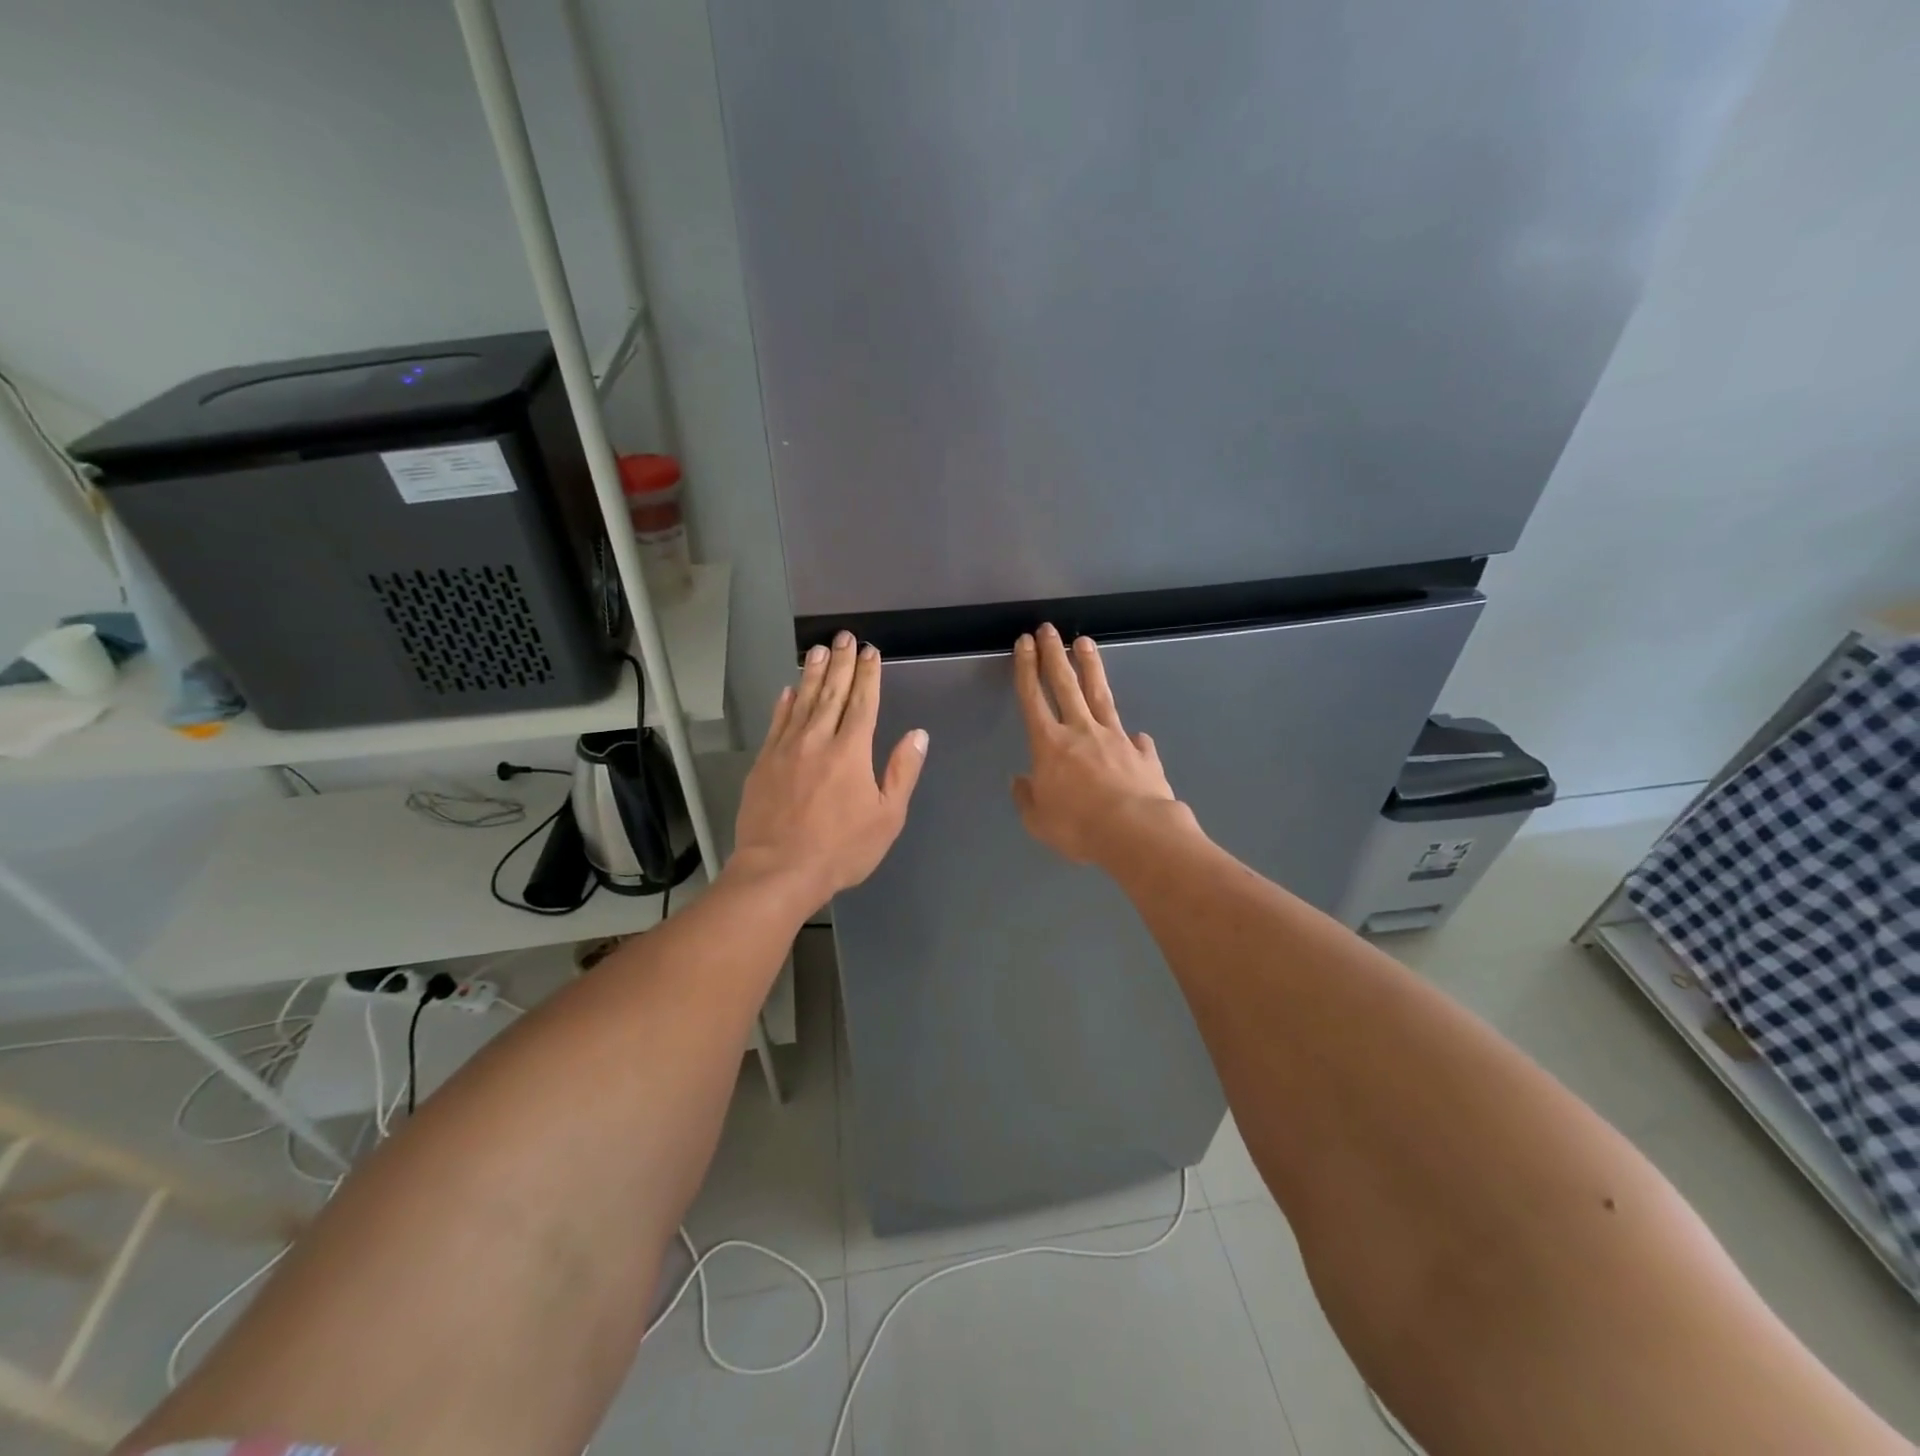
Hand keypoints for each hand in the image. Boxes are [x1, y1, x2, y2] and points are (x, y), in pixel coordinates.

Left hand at [730, 631, 928, 913]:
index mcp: (851, 751)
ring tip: (818, 649)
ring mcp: (786, 749)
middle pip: (831, 692)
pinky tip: (788, 690)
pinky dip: (784, 703)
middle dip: (840, 662)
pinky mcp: (763, 763)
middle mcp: (818, 740)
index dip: (868, 675)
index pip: (863, 702)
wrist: (779, 870)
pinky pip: (776, 723)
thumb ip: (902, 772)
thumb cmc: (841, 849)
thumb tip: (918, 734)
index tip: (870, 651)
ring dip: (812, 673)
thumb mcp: (887, 817)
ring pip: (802, 701)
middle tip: (844, 636)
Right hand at [1011, 625, 1184, 864]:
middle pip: (1065, 684)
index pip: (1033, 698)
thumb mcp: (1039, 821)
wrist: (1135, 833)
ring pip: (1100, 695)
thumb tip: (1020, 781)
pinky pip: (1135, 740)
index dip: (1026, 669)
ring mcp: (1115, 738)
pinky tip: (1137, 735)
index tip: (1025, 642)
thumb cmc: (1078, 827)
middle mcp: (1081, 731)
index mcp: (1050, 745)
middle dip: (1054, 654)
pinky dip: (1132, 737)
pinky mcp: (1142, 753)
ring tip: (1085, 643)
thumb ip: (1027, 798)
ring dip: (1090, 667)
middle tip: (1049, 628)